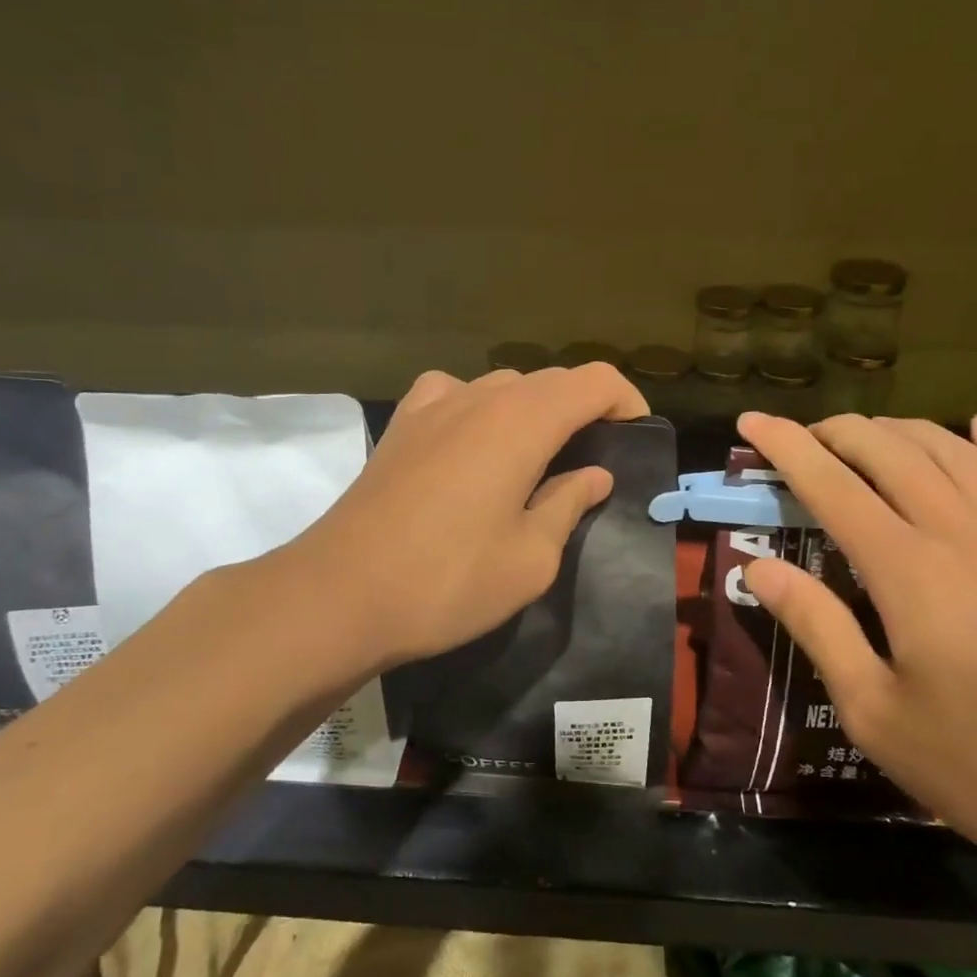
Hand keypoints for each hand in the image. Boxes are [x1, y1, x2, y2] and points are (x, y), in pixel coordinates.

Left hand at [287, 365, 649, 668]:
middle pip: (550, 381)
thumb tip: (593, 474)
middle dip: (584, 409)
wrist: (340, 595)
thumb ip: (567, 505)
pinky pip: (455, 396)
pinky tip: (475, 445)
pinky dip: (481, 410)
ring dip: (533, 411)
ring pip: (502, 386)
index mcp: (522, 420)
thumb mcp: (531, 557)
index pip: (594, 381)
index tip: (636, 439)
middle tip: (594, 460)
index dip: (626, 402)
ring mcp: (432, 405)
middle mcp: (479, 396)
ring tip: (539, 458)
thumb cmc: (449, 581)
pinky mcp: (400, 426)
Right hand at [737, 410, 976, 901]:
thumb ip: (816, 626)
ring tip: (867, 437)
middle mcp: (962, 531)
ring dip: (899, 430)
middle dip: (836, 431)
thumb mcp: (874, 712)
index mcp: (907, 569)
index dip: (784, 445)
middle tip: (804, 438)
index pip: (830, 483)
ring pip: (951, 449)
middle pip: (888, 450)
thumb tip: (757, 567)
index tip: (751, 420)